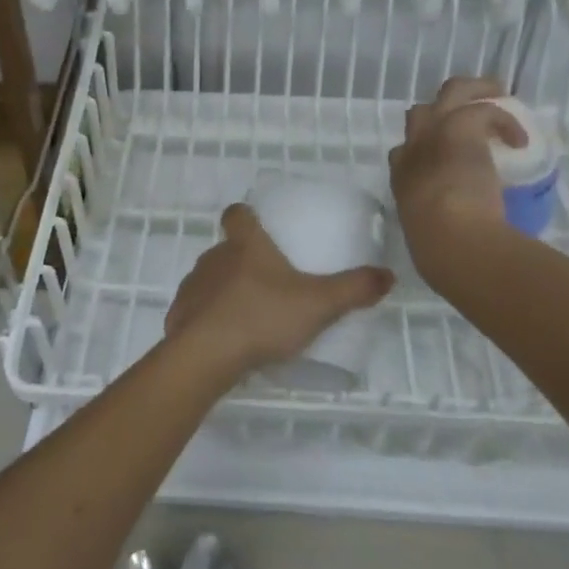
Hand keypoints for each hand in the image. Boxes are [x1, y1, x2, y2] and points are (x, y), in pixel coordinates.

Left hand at [165, 203, 394, 382]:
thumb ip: (354, 289)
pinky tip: (227, 341)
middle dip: (244, 260)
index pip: (237, 213)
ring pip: (211, 279)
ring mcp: (193, 285)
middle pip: (227, 248)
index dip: (246, 215)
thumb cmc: (262, 317)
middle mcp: (215, 257)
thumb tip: (388, 275)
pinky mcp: (180, 315)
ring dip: (226, 290)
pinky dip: (210, 319)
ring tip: (251, 315)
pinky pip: (196, 310)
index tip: (259, 225)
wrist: (204, 355)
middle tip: (270, 281)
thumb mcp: (318, 304)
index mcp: (245, 244)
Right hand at [389, 77, 525, 282]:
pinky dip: (504, 121)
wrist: (451, 238)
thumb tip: (458, 247)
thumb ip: (439, 231)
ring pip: (452, 91)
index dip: (424, 149)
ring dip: (476, 91)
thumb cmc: (440, 250)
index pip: (404, 151)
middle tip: (472, 117)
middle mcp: (413, 149)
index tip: (446, 160)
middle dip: (444, 110)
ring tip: (499, 96)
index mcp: (403, 177)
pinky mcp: (461, 127)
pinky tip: (520, 139)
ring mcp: (435, 133)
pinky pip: (485, 109)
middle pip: (420, 112)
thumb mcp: (430, 239)